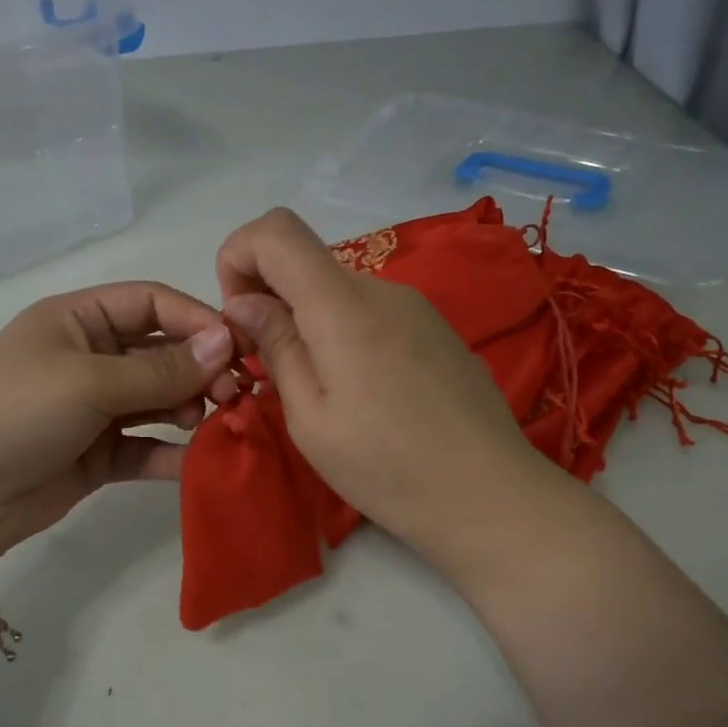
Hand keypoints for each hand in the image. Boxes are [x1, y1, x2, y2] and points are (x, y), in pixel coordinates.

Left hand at [0, 282, 233, 576]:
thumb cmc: (15, 412)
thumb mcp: (88, 381)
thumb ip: (160, 370)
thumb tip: (225, 344)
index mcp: (78, 320)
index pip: (151, 304)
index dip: (196, 320)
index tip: (237, 348)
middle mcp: (88, 358)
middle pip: (160, 353)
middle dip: (199, 369)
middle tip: (231, 395)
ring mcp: (93, 410)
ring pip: (157, 401)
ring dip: (189, 409)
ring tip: (212, 422)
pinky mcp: (96, 456)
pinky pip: (144, 447)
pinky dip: (171, 453)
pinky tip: (198, 460)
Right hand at [215, 208, 550, 572]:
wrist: (489, 495)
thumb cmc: (386, 467)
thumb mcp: (311, 419)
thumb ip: (276, 347)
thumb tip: (244, 302)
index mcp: (342, 306)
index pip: (276, 231)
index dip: (238, 257)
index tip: (239, 318)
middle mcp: (382, 289)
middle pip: (306, 261)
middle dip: (269, 300)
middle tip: (267, 368)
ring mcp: (416, 307)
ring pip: (338, 290)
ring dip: (307, 321)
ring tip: (316, 389)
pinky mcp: (436, 329)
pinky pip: (372, 312)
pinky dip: (343, 333)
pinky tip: (360, 392)